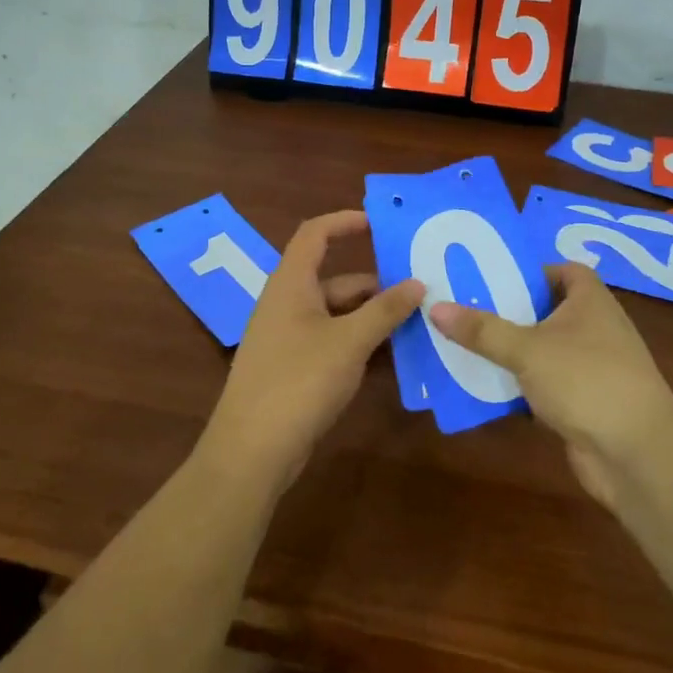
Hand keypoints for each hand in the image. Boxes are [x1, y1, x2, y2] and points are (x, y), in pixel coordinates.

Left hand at [198, 210, 423, 487]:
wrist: (252, 450)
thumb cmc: (299, 381)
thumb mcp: (349, 341)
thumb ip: (385, 310)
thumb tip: (418, 283)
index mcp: (291, 283)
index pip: (315, 234)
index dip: (346, 222)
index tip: (382, 225)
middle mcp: (287, 303)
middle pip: (335, 279)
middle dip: (376, 284)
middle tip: (421, 291)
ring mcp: (288, 338)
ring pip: (337, 314)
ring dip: (372, 317)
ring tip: (417, 324)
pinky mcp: (293, 368)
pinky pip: (332, 342)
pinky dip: (359, 343)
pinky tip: (391, 357)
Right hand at [430, 264, 672, 507]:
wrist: (637, 455)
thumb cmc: (586, 381)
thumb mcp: (528, 349)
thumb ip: (482, 329)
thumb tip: (436, 306)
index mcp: (591, 301)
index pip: (564, 270)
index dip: (532, 270)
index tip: (492, 275)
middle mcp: (594, 328)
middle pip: (547, 310)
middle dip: (509, 310)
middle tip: (463, 306)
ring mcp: (590, 368)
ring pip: (542, 350)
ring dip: (509, 350)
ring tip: (462, 342)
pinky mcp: (582, 402)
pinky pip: (543, 384)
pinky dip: (518, 385)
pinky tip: (482, 386)